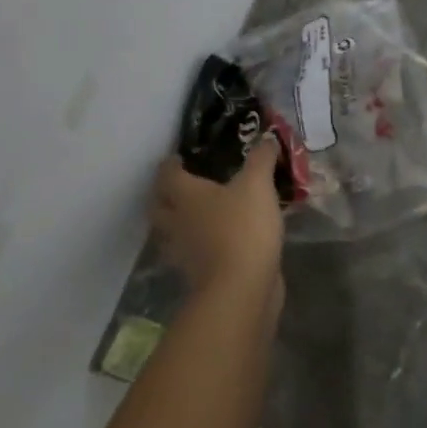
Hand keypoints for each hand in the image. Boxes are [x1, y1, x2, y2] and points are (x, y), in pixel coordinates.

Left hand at [152, 137, 283, 302]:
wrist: (240, 289)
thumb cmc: (243, 228)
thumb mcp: (258, 184)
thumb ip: (261, 159)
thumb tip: (266, 138)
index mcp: (186, 196)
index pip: (168, 175)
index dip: (171, 164)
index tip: (178, 157)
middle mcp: (177, 223)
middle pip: (160, 206)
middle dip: (166, 194)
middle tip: (184, 183)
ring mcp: (184, 252)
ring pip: (173, 232)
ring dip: (180, 221)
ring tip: (200, 212)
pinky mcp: (198, 274)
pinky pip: (193, 252)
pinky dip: (200, 244)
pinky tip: (219, 238)